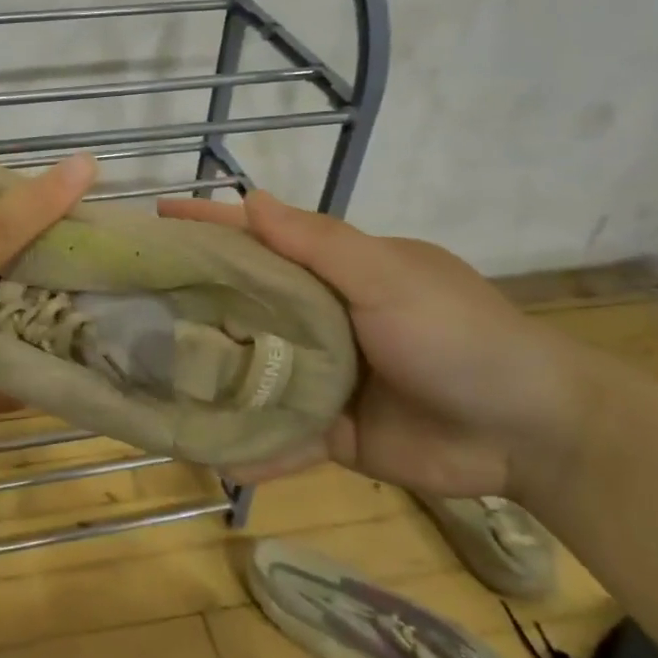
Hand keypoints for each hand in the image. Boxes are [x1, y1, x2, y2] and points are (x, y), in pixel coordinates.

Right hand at [158, 193, 585, 499]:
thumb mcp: (388, 277)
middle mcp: (316, 319)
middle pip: (240, 307)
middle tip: (125, 307)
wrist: (532, 433)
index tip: (153, 219)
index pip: (257, 240)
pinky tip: (213, 460)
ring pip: (250, 374)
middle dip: (189, 305)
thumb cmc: (457, 335)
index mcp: (329, 273)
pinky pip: (280, 438)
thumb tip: (248, 197)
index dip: (207, 226)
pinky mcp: (330, 431)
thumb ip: (318, 245)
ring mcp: (320, 377)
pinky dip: (253, 451)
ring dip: (209, 380)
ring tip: (148, 384)